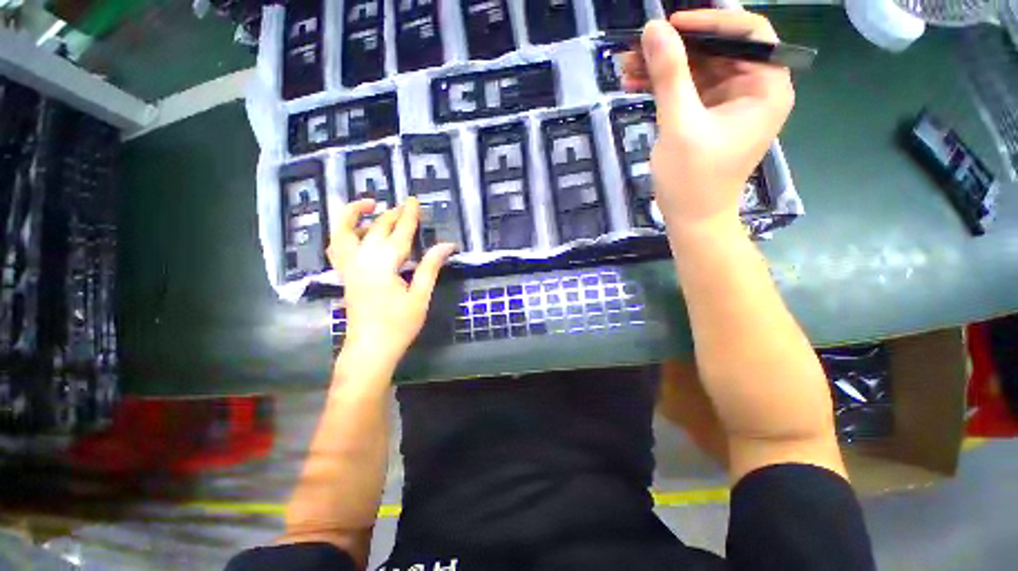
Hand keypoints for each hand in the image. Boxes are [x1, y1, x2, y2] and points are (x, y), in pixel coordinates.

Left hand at [328, 198, 455, 365]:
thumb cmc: (399, 324)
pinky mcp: (345, 275)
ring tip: (369, 204)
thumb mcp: (420, 295)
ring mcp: (349, 266)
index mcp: (384, 264)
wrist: (370, 348)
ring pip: (344, 231)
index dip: (409, 216)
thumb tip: (447, 245)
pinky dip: (343, 232)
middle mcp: (362, 259)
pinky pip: (336, 246)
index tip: (415, 201)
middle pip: (377, 228)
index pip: (399, 233)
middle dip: (393, 214)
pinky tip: (354, 230)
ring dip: (355, 214)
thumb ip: (430, 266)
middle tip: (406, 205)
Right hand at [622, 10, 793, 237]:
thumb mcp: (680, 125)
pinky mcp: (707, 116)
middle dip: (676, 48)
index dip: (711, 22)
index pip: (748, 34)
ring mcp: (728, 103)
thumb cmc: (693, 179)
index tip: (671, 25)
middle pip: (717, 50)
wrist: (691, 219)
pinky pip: (687, 90)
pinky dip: (663, 87)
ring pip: (697, 69)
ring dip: (662, 68)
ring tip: (626, 68)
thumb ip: (670, 75)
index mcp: (765, 87)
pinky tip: (636, 84)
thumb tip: (654, 29)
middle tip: (637, 49)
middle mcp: (752, 89)